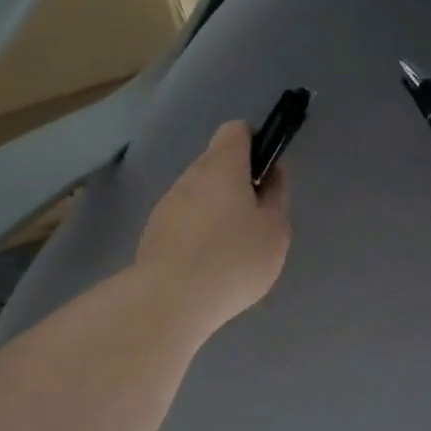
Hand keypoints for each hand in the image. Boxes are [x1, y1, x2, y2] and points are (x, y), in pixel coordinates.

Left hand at [136, 120, 291, 335]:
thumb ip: (276, 196)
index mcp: (223, 166)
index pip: (236, 131)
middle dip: (237, 184)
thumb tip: (272, 173)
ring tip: (232, 250)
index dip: (256, 144)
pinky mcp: (154, 232)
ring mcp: (167, 204)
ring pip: (199, 194)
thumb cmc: (234, 259)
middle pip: (217, 164)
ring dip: (217, 210)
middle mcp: (190, 176)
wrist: (171, 300)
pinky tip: (208, 265)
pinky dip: (198, 233)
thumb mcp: (274, 230)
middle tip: (256, 221)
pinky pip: (184, 221)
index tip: (267, 175)